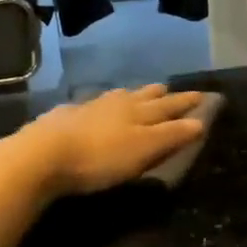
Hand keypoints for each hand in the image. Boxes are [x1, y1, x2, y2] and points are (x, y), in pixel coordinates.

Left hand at [10, 85, 206, 197]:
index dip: (187, 102)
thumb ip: (171, 136)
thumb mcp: (143, 150)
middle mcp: (116, 103)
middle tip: (170, 90)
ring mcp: (88, 107)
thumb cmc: (101, 156)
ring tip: (137, 95)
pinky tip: (94, 109)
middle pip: (143, 96)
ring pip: (116, 97)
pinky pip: (91, 105)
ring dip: (131, 95)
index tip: (203, 95)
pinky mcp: (65, 117)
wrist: (43, 154)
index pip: (170, 105)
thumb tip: (200, 121)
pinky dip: (101, 105)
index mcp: (139, 111)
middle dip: (160, 94)